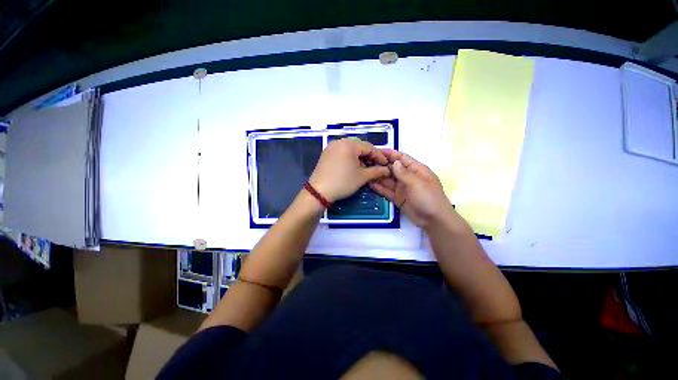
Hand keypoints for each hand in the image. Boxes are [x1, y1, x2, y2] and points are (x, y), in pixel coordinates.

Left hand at [309, 138, 390, 202]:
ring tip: (365, 168)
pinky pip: (342, 152)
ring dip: (359, 157)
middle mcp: (339, 142)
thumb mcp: (362, 177)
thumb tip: (387, 170)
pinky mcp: (326, 154)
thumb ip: (376, 171)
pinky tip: (353, 167)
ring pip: (350, 149)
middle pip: (359, 146)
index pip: (369, 147)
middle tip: (375, 166)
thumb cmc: (342, 182)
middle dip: (369, 156)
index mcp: (349, 144)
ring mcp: (331, 147)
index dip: (379, 156)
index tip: (385, 164)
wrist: (319, 192)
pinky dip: (350, 158)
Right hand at [369, 149, 455, 227]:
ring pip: (388, 179)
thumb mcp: (417, 183)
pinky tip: (369, 183)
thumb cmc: (429, 198)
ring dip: (378, 176)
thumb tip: (395, 162)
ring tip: (365, 172)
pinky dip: (379, 187)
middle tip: (366, 162)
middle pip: (392, 168)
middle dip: (381, 165)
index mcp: (416, 170)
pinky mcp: (397, 198)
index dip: (390, 154)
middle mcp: (408, 177)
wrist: (434, 220)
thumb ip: (404, 173)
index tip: (377, 151)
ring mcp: (402, 188)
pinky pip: (386, 190)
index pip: (402, 158)